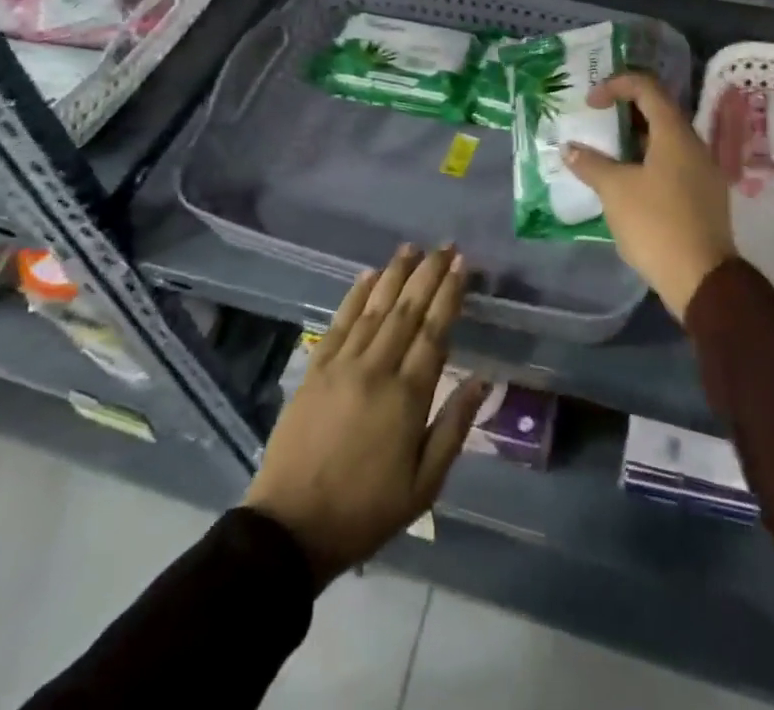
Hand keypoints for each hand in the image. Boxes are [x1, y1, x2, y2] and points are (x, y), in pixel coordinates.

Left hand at [244, 245, 488, 586]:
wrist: (291, 529)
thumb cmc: (366, 511)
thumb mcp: (424, 485)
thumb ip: (454, 427)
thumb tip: (482, 379)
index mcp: (407, 397)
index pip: (434, 332)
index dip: (450, 294)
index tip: (462, 265)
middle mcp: (376, 369)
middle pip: (406, 310)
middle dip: (428, 274)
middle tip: (445, 246)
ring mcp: (341, 366)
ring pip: (374, 308)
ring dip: (394, 274)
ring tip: (411, 248)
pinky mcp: (314, 369)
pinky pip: (339, 322)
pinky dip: (355, 295)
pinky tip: (367, 275)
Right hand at [563, 72, 735, 320]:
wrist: (702, 279)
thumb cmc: (656, 224)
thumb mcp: (615, 191)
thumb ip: (591, 164)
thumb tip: (570, 149)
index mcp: (675, 134)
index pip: (647, 88)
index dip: (616, 86)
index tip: (590, 103)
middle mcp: (694, 145)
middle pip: (658, 112)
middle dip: (623, 114)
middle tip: (595, 124)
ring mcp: (703, 171)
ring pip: (665, 141)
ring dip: (634, 141)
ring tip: (605, 154)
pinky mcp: (704, 196)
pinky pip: (673, 164)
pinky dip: (647, 162)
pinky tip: (626, 183)